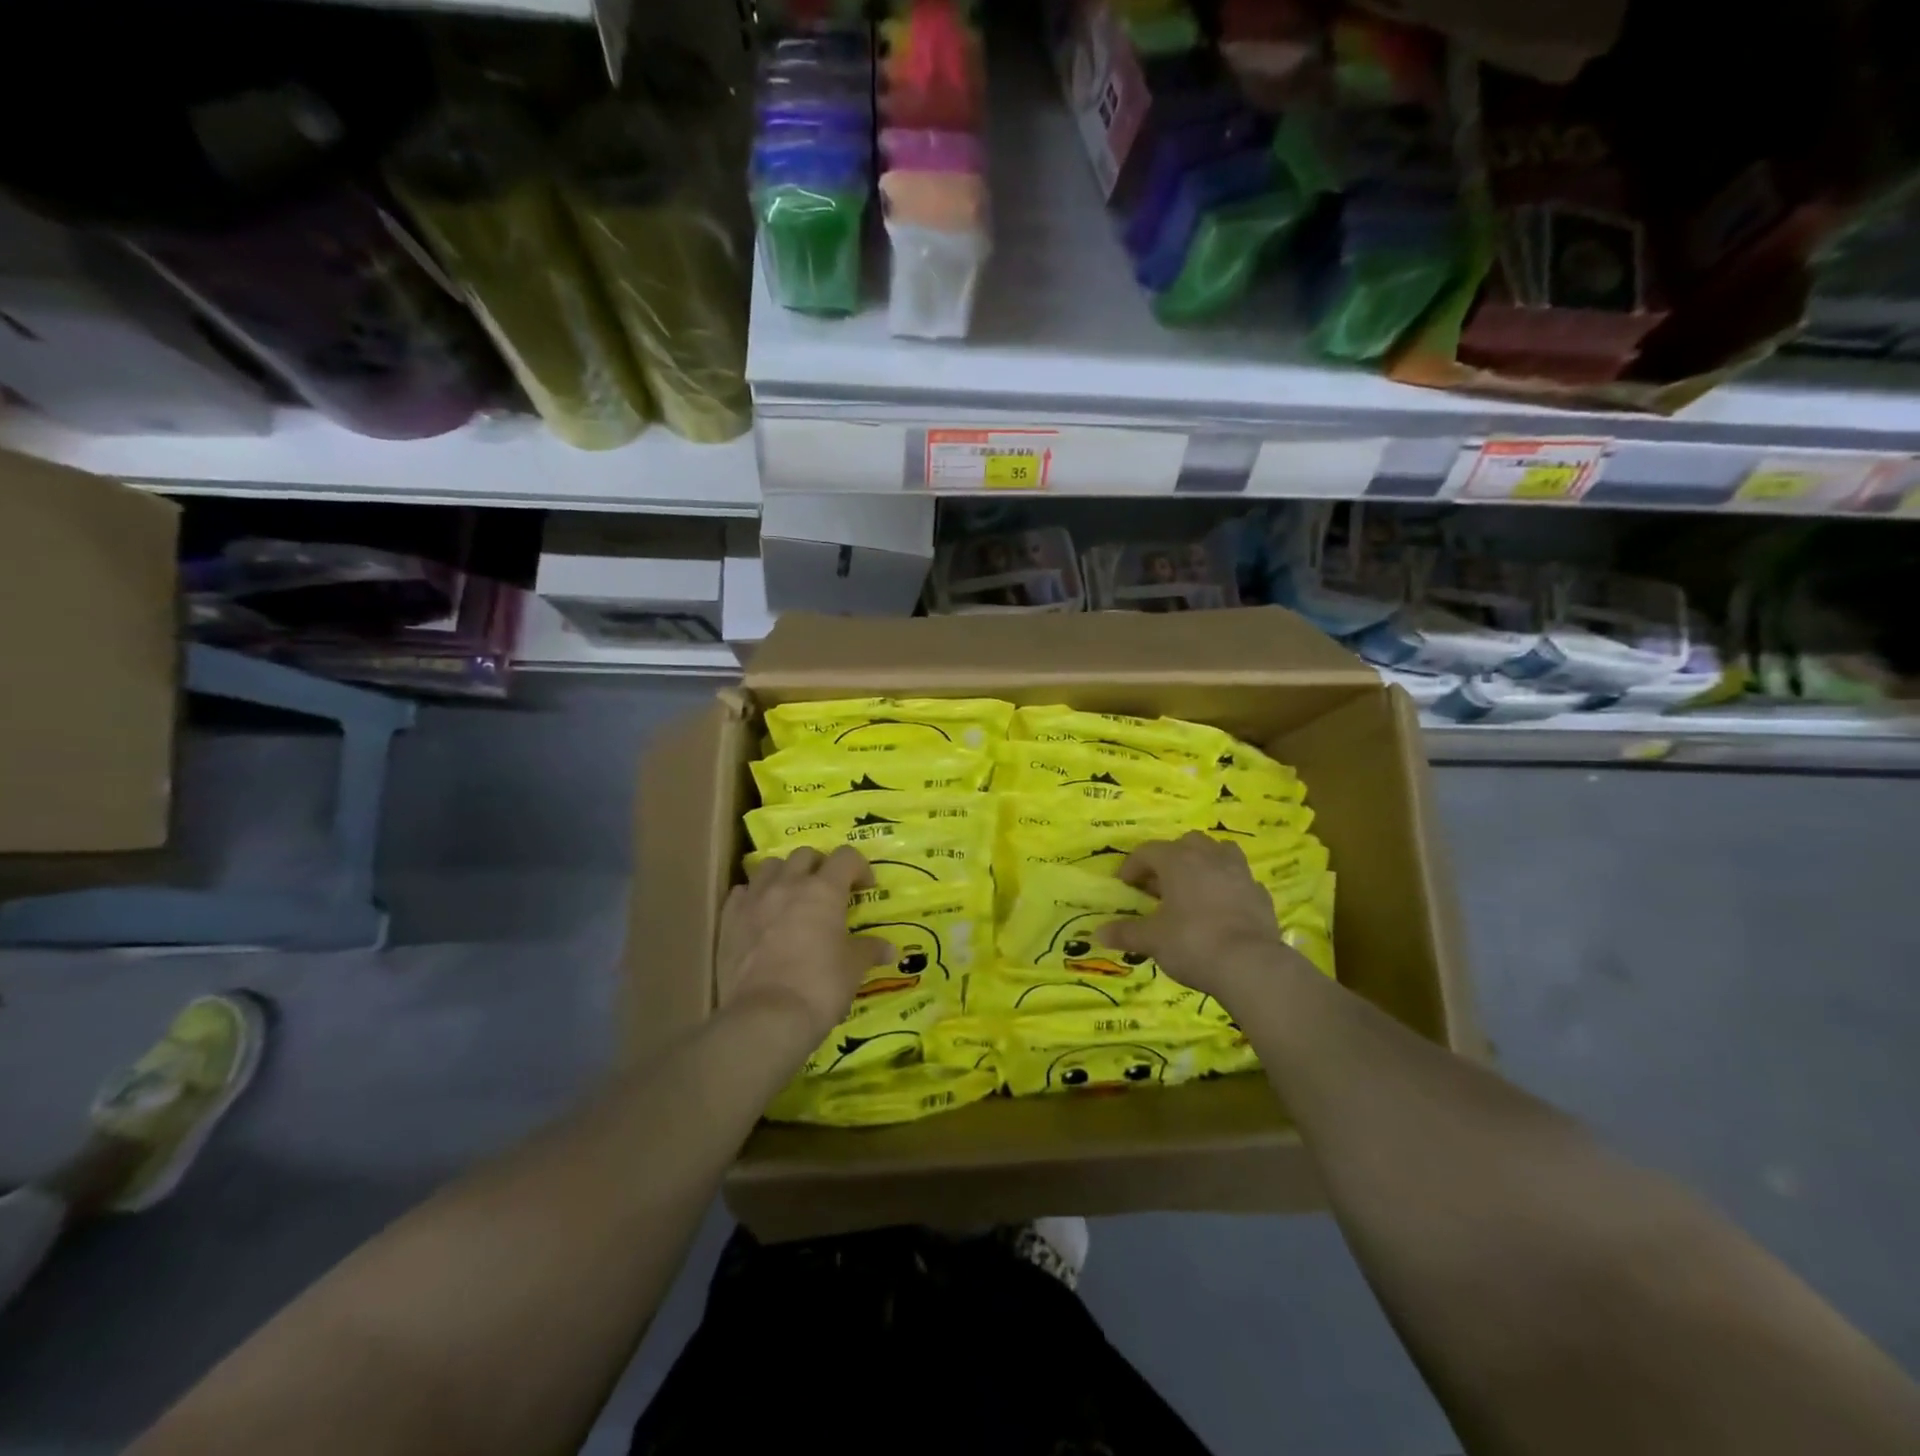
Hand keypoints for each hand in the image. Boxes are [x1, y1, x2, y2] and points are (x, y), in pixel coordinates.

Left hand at [717, 846, 893, 1045]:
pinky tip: (760, 915)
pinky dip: (753, 896)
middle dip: (820, 866)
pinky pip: (742, 892)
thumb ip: (870, 950)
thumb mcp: (853, 968)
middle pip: (805, 854)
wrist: (766, 1016)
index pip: (846, 857)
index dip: (859, 867)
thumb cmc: (819, 986)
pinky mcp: (729, 919)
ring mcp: (754, 899)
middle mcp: (788, 884)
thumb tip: (890, 949)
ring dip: (784, 875)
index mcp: (824, 890)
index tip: (865, 888)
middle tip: (827, 891)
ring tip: (791, 897)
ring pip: (770, 866)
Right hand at [1099, 833, 1305, 1005]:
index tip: (1125, 886)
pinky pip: (1239, 880)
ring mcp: (1239, 872)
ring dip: (1204, 864)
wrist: (1250, 964)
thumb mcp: (1152, 940)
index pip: (1147, 851)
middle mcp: (1209, 857)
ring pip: (1219, 852)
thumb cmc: (1192, 942)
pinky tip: (1221, 908)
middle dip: (1170, 860)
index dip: (1132, 866)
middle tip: (1159, 886)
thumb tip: (1099, 933)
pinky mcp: (1260, 893)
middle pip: (1185, 843)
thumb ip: (1126, 932)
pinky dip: (1227, 887)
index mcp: (1178, 860)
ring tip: (1194, 887)